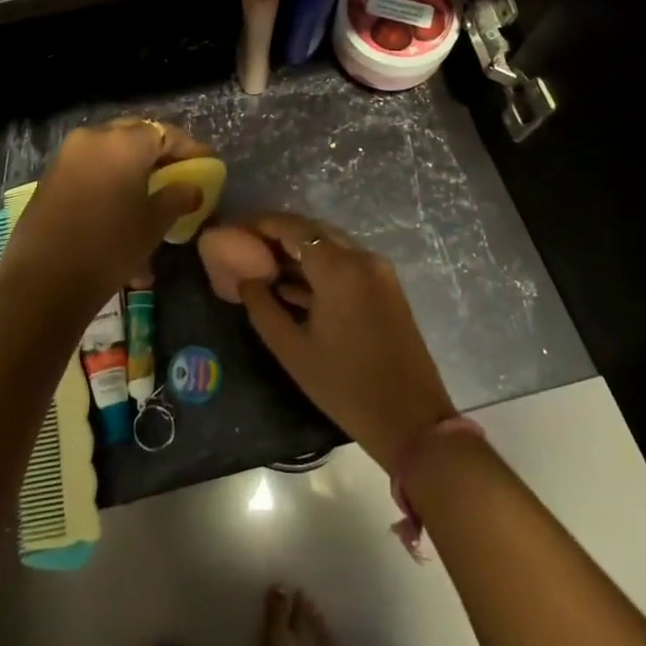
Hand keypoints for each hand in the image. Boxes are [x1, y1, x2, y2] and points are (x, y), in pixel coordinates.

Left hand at [0, 118, 211, 310]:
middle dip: (158, 153)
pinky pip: (90, 168)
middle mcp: (94, 138)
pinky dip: (110, 180)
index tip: (206, 163)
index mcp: (124, 142)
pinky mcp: (51, 176)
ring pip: (111, 153)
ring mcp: (68, 155)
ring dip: (132, 168)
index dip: (189, 148)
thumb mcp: (153, 223)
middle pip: (135, 135)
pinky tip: (121, 210)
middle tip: (177, 174)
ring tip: (150, 197)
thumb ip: (177, 197)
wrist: (44, 280)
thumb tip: (192, 187)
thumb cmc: (110, 246)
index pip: (165, 133)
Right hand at [234, 212, 457, 473]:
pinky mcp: (386, 288)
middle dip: (277, 236)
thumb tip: (246, 279)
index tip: (233, 232)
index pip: (291, 227)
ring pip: (330, 246)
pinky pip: (345, 264)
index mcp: (339, 267)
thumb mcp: (292, 349)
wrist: (412, 421)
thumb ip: (262, 307)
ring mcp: (378, 271)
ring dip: (298, 252)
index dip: (259, 224)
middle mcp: (361, 258)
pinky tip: (291, 287)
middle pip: (312, 231)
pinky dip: (319, 269)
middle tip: (244, 249)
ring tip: (261, 267)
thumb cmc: (345, 386)